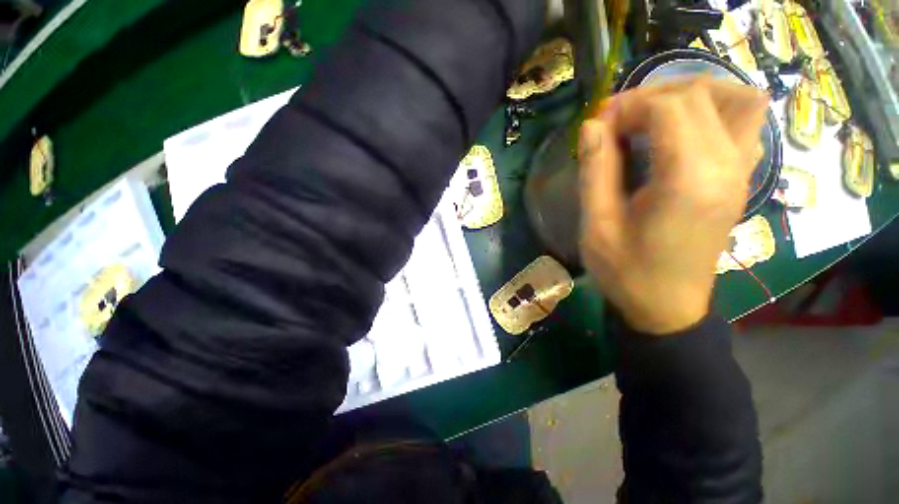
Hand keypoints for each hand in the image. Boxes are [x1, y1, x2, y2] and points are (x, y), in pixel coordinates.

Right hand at [578, 77, 769, 334]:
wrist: (666, 307)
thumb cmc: (625, 270)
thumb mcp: (597, 224)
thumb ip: (595, 171)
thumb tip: (591, 125)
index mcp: (689, 180)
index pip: (669, 107)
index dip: (628, 106)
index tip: (598, 126)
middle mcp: (727, 166)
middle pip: (700, 94)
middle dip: (651, 96)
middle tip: (617, 121)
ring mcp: (742, 171)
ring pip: (736, 99)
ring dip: (691, 94)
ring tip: (652, 116)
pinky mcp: (741, 178)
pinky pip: (744, 122)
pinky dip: (713, 111)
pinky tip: (680, 132)